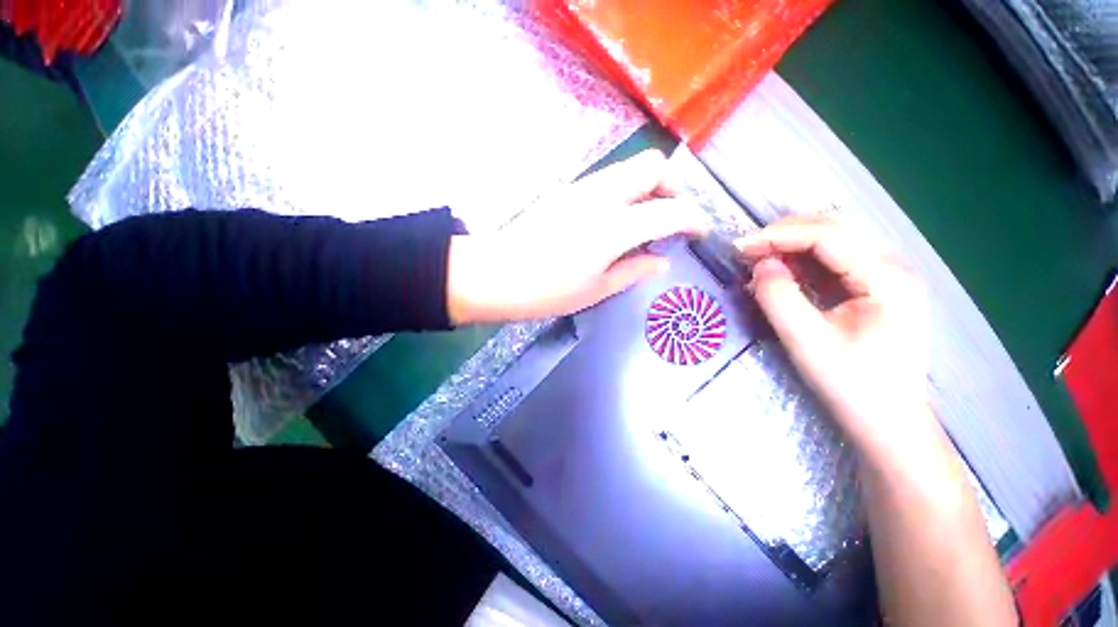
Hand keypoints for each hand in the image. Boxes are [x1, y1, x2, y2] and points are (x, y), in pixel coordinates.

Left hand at [447, 150, 709, 323]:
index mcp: (614, 227)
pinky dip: (625, 191)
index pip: (671, 210)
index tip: (699, 231)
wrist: (495, 274)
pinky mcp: (566, 190)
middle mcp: (602, 196)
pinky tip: (616, 220)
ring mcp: (581, 188)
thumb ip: (634, 270)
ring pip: (629, 168)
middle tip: (669, 219)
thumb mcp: (596, 289)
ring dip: (648, 187)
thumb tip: (662, 260)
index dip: (694, 218)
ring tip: (644, 221)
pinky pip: (608, 179)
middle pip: (653, 165)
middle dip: (672, 187)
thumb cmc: (547, 291)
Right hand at [736, 214, 932, 452]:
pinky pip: (835, 261)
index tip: (740, 247)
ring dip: (792, 246)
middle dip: (784, 235)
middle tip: (746, 252)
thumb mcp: (807, 342)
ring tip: (758, 262)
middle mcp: (893, 267)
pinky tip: (781, 274)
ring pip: (834, 241)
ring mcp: (888, 276)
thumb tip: (761, 264)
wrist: (890, 422)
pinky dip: (803, 261)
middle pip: (834, 229)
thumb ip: (779, 298)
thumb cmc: (852, 385)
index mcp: (886, 278)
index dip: (778, 235)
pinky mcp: (877, 288)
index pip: (827, 235)